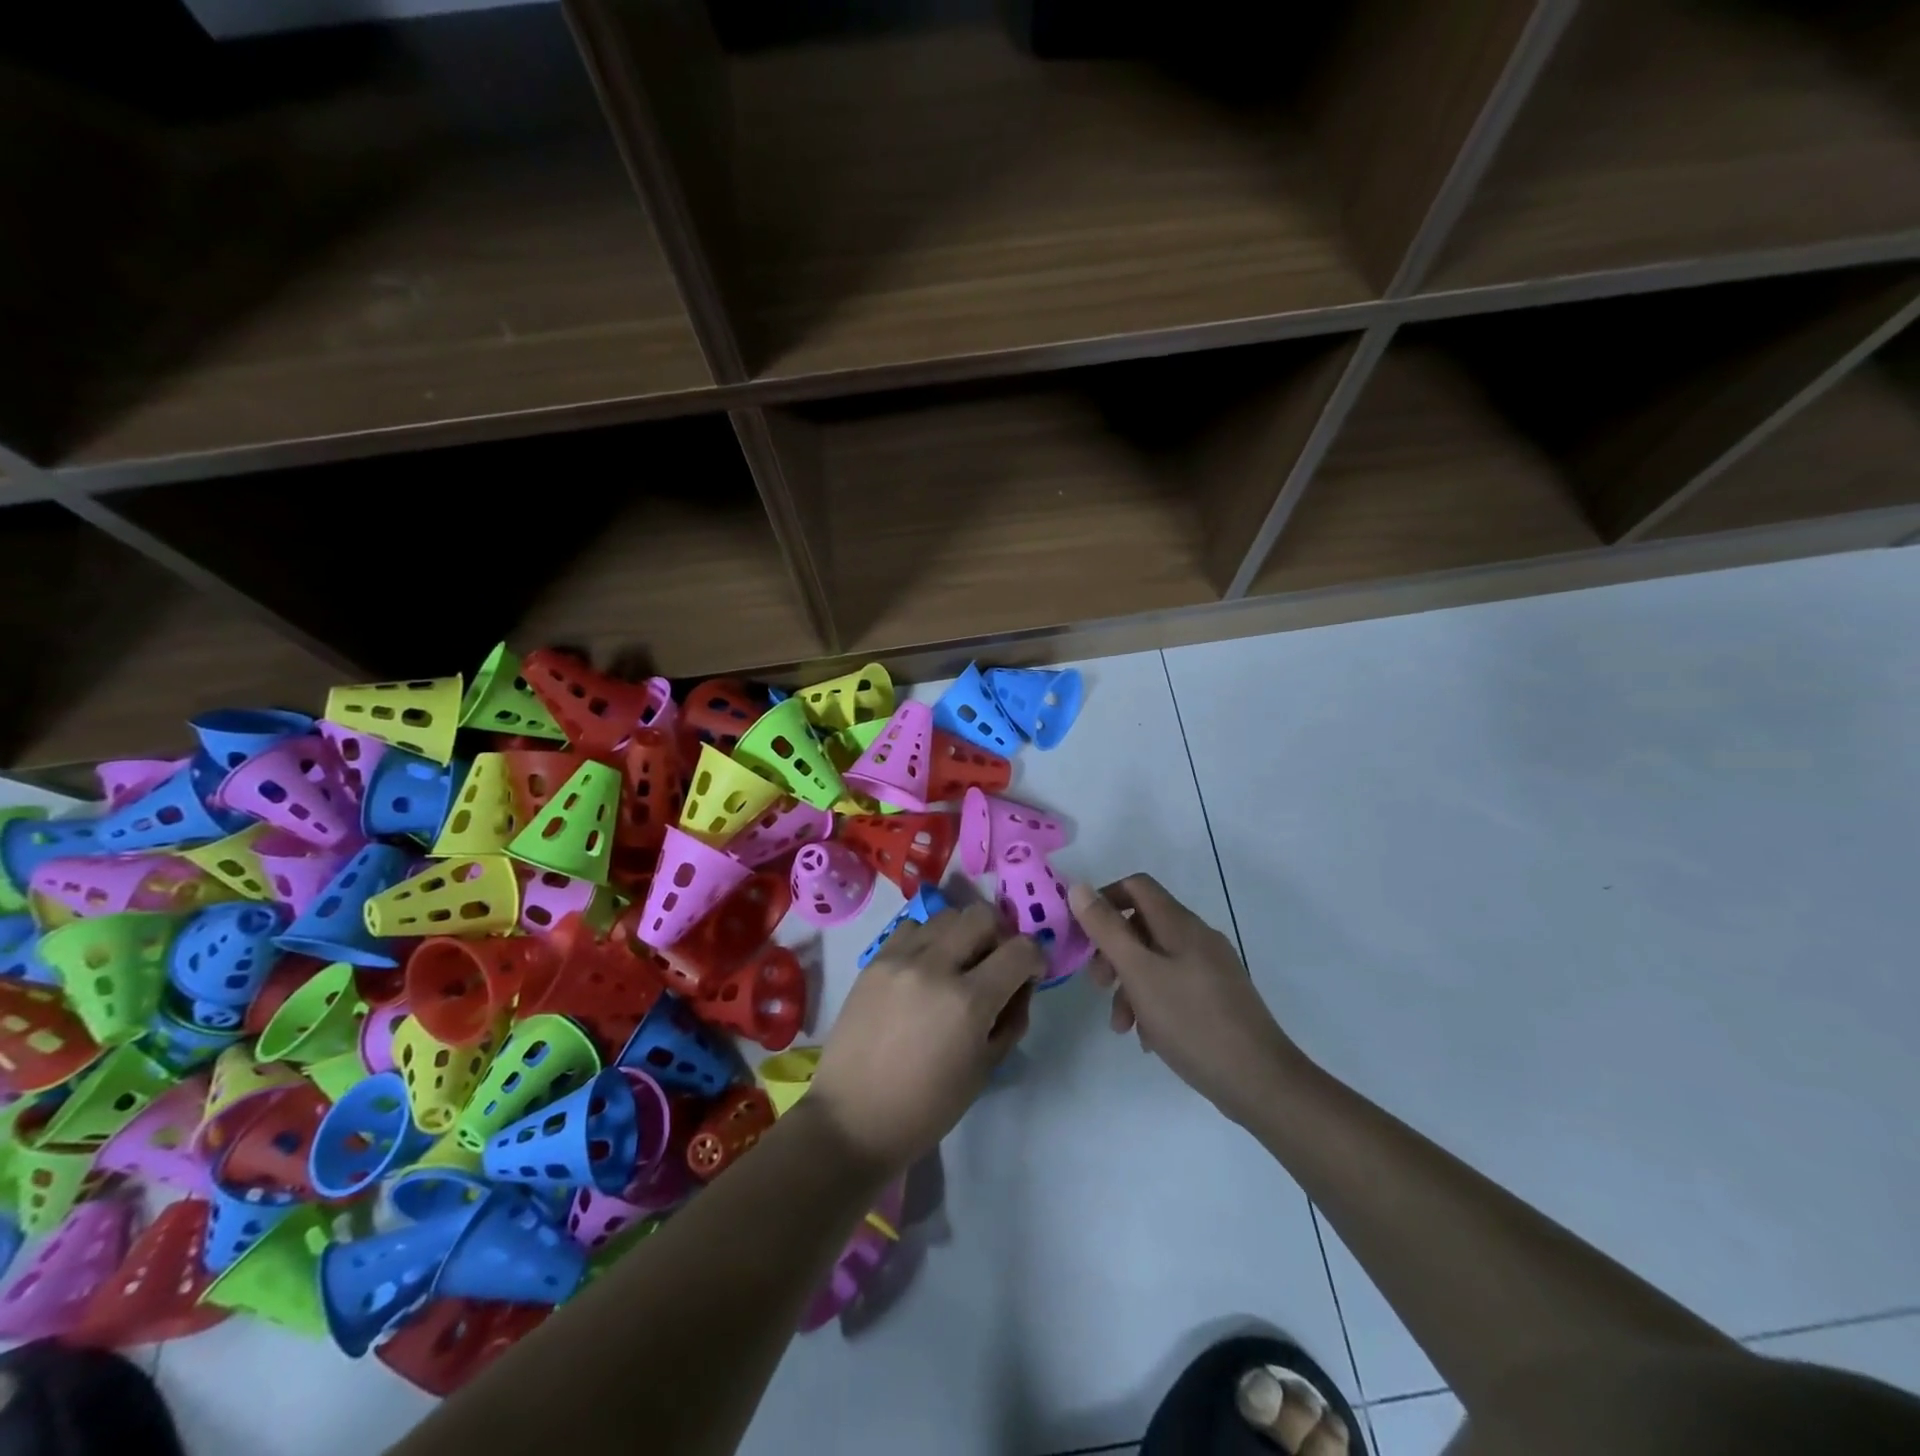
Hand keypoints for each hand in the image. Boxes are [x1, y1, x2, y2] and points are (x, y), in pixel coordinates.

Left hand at [809, 902, 1042, 1172]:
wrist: (852, 1118)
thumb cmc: (926, 1107)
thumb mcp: (986, 1068)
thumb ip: (1011, 1017)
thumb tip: (1020, 983)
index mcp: (968, 1001)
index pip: (1020, 949)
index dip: (1035, 958)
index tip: (1029, 974)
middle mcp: (935, 966)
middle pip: (983, 915)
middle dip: (999, 935)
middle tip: (994, 964)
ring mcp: (900, 958)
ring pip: (947, 915)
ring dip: (963, 934)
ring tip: (957, 964)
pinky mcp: (875, 959)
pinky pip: (912, 927)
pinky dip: (929, 939)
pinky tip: (925, 967)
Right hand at [1069, 875, 1302, 1123]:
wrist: (1260, 1081)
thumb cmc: (1192, 1021)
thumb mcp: (1139, 973)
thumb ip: (1107, 929)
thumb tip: (1079, 887)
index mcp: (1180, 924)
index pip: (1136, 886)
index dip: (1105, 900)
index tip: (1083, 935)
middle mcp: (1198, 938)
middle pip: (1143, 926)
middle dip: (1113, 952)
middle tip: (1098, 986)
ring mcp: (1211, 969)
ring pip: (1156, 961)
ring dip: (1130, 986)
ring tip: (1122, 1026)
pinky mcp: (1218, 998)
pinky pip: (1174, 986)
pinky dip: (1153, 1003)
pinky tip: (1148, 1038)